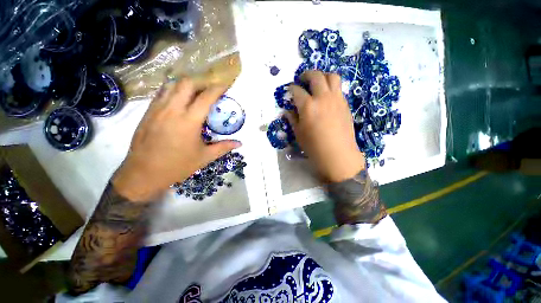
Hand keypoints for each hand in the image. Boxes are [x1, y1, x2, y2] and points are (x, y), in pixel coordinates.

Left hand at [112, 79, 240, 201]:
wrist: (143, 173)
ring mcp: (157, 109)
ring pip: (172, 85)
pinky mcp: (148, 112)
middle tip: (210, 90)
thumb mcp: (205, 157)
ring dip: (186, 85)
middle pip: (187, 84)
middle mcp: (172, 110)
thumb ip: (224, 147)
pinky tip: (179, 100)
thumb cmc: (177, 165)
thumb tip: (239, 143)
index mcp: (189, 121)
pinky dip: (173, 91)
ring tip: (196, 93)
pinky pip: (162, 93)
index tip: (225, 85)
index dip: (217, 89)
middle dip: (201, 83)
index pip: (206, 97)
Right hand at [287, 70, 364, 182]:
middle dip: (306, 74)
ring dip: (322, 75)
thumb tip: (288, 110)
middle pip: (315, 76)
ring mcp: (336, 99)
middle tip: (302, 80)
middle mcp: (323, 98)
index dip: (291, 88)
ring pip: (332, 76)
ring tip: (317, 82)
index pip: (297, 90)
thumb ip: (293, 119)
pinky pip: (339, 88)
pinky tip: (326, 95)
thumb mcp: (298, 133)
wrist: (338, 154)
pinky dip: (331, 86)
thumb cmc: (314, 146)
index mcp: (308, 106)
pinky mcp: (345, 104)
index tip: (290, 90)